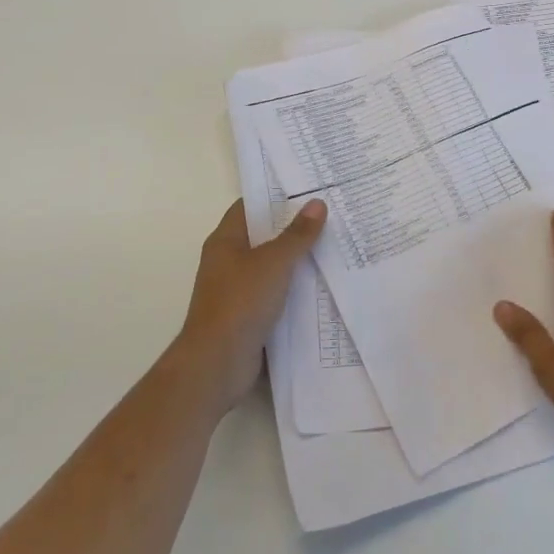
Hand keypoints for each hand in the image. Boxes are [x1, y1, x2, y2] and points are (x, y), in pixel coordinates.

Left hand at [171, 198, 326, 412]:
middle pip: (264, 235)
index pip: (251, 206)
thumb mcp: (273, 262)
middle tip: (332, 214)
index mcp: (225, 240)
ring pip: (273, 265)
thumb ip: (297, 234)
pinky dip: (296, 288)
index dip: (276, 195)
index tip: (309, 188)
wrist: (216, 364)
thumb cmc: (240, 303)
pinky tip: (324, 284)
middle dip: (295, 227)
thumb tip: (317, 203)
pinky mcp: (249, 315)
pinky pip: (277, 292)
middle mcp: (229, 261)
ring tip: (336, 245)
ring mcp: (238, 289)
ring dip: (299, 259)